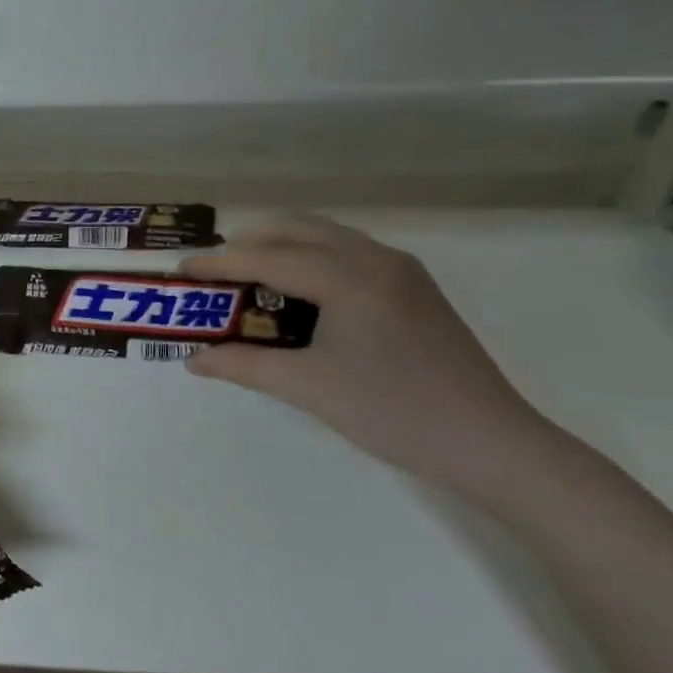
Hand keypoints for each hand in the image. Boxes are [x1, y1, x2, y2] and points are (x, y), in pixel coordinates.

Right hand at [182, 217, 548, 501]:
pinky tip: (299, 290)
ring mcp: (401, 270)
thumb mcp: (309, 388)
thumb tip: (194, 359)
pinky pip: (349, 253)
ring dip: (283, 246)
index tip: (183, 268)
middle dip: (250, 242)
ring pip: (327, 236)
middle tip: (214, 269)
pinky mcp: (415, 288)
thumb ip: (245, 366)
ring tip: (249, 275)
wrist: (490, 443)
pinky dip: (312, 258)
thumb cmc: (393, 411)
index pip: (270, 256)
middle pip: (298, 229)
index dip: (221, 262)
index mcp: (349, 277)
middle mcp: (376, 258)